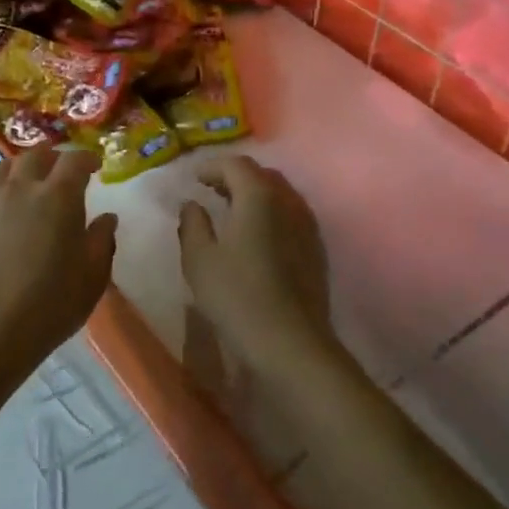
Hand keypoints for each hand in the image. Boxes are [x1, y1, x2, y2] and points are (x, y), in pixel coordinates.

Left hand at [0, 149, 117, 387]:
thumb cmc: (54, 303)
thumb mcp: (93, 275)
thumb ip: (102, 239)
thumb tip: (107, 218)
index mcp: (58, 197)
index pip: (74, 160)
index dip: (87, 158)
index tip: (95, 166)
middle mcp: (22, 189)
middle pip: (36, 155)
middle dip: (53, 158)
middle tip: (63, 172)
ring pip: (3, 167)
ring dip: (21, 168)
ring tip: (29, 182)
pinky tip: (4, 213)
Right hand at [177, 155, 338, 377]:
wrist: (292, 344)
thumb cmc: (238, 297)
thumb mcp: (199, 259)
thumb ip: (192, 223)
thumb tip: (192, 203)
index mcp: (259, 196)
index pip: (236, 164)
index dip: (212, 166)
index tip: (193, 179)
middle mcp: (288, 202)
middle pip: (261, 175)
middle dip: (234, 177)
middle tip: (211, 190)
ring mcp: (307, 226)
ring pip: (279, 196)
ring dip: (254, 195)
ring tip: (231, 211)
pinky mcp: (316, 250)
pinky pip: (290, 216)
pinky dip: (270, 214)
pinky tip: (255, 236)